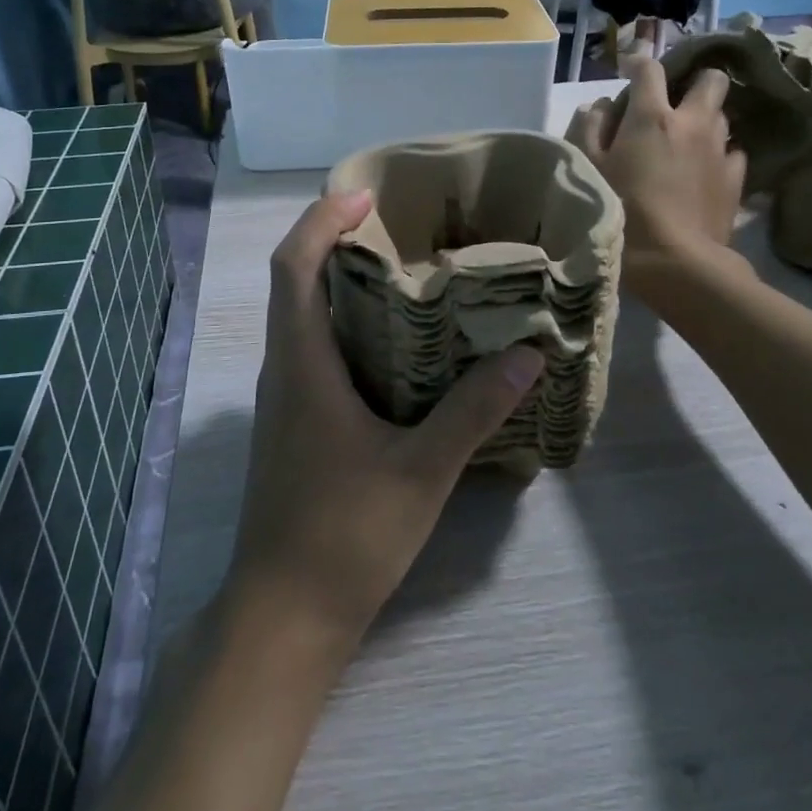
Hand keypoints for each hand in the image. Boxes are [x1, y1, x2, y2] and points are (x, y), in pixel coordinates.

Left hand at [227, 193, 545, 649]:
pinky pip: (313, 347)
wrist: (283, 616)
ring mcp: (285, 397)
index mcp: (303, 365)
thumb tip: (528, 355)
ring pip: (302, 314)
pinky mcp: (295, 421)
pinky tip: (393, 340)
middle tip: (395, 222)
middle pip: (294, 280)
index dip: (320, 219)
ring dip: (338, 279)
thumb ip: (473, 410)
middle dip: (333, 238)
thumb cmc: (344, 538)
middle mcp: (285, 369)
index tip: (364, 194)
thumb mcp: (421, 472)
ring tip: (401, 266)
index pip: (292, 266)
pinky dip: (344, 321)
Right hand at [569, 59, 745, 265]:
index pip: (649, 68)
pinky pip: (732, 152)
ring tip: (686, 141)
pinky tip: (704, 171)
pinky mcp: (737, 179)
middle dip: (694, 81)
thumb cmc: (621, 209)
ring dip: (705, 119)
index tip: (628, 72)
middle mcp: (693, 122)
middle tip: (674, 103)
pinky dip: (718, 154)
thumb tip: (599, 106)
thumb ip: (590, 129)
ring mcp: (720, 150)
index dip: (637, 64)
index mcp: (652, 116)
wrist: (673, 260)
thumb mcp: (590, 167)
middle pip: (711, 79)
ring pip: (722, 115)